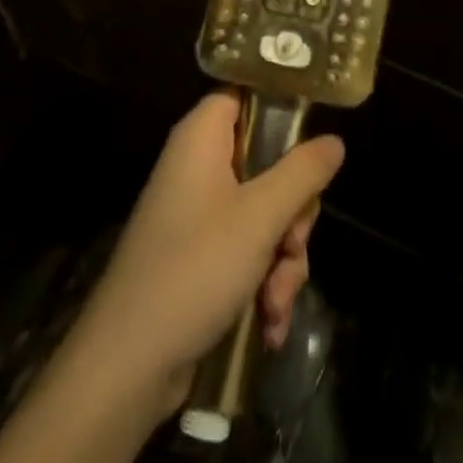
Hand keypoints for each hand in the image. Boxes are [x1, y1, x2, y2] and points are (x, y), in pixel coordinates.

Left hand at [65, 92, 345, 425]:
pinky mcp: (201, 258)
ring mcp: (199, 215)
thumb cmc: (194, 269)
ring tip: (275, 300)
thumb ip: (303, 173)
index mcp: (202, 139)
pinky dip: (263, 284)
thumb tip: (334, 140)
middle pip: (268, 162)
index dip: (281, 108)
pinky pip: (248, 252)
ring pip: (266, 214)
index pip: (246, 95)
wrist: (127, 367)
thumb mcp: (260, 217)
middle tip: (294, 241)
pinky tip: (268, 323)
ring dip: (283, 259)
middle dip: (293, 213)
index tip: (315, 138)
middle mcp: (199, 168)